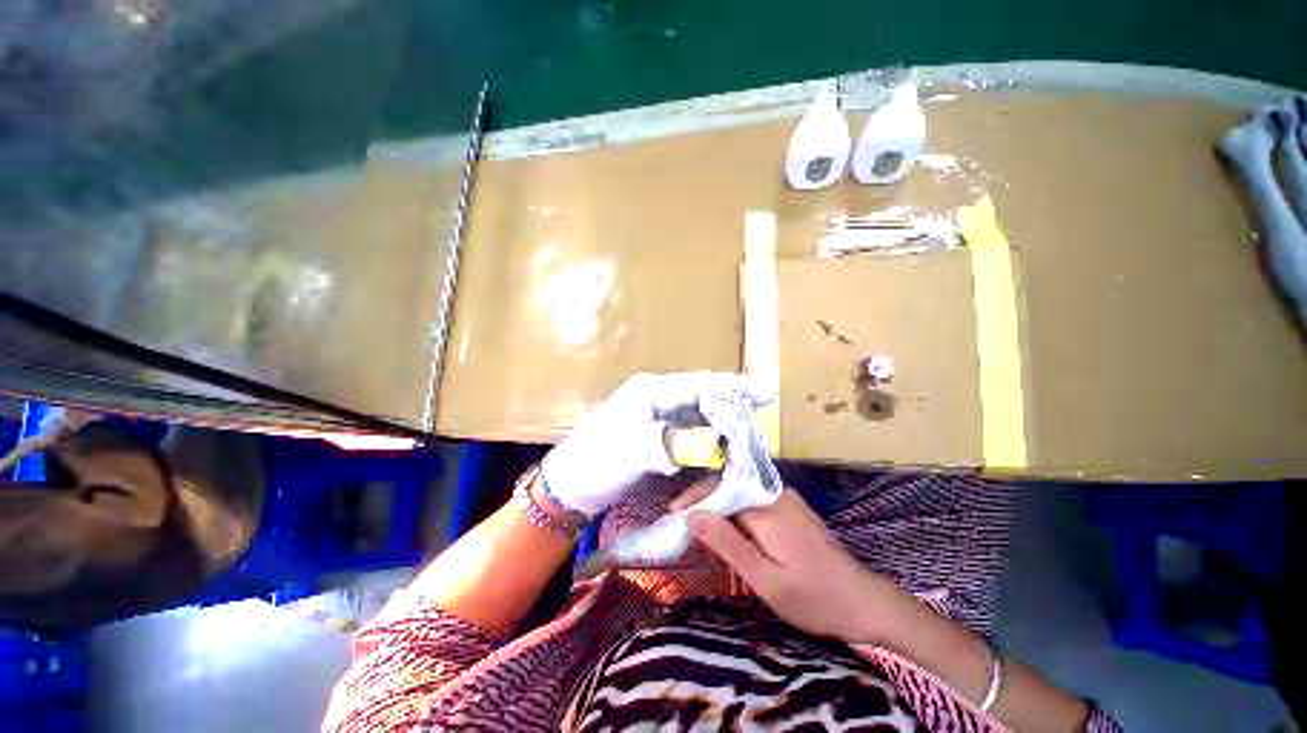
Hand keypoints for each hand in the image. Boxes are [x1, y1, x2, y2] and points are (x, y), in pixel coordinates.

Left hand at [541, 372, 772, 517]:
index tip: (766, 393)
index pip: (699, 385)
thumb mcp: (629, 451)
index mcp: (650, 392)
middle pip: (703, 399)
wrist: (569, 487)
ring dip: (722, 427)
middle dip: (732, 409)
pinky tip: (721, 451)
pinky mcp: (656, 436)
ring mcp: (656, 417)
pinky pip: (689, 434)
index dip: (734, 388)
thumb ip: (668, 444)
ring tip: (747, 438)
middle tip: (760, 423)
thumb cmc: (594, 463)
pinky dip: (707, 441)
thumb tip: (709, 446)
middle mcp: (656, 399)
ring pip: (699, 417)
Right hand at [688, 489, 900, 643]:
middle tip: (683, 527)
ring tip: (701, 533)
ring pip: (741, 496)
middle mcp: (775, 494)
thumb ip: (728, 543)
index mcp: (767, 507)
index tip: (673, 514)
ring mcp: (785, 500)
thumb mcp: (765, 578)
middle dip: (704, 504)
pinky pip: (754, 505)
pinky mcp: (791, 510)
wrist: (863, 601)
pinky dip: (736, 517)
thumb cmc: (813, 596)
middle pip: (729, 488)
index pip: (720, 489)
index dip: (694, 498)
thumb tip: (694, 516)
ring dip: (720, 511)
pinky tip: (731, 536)